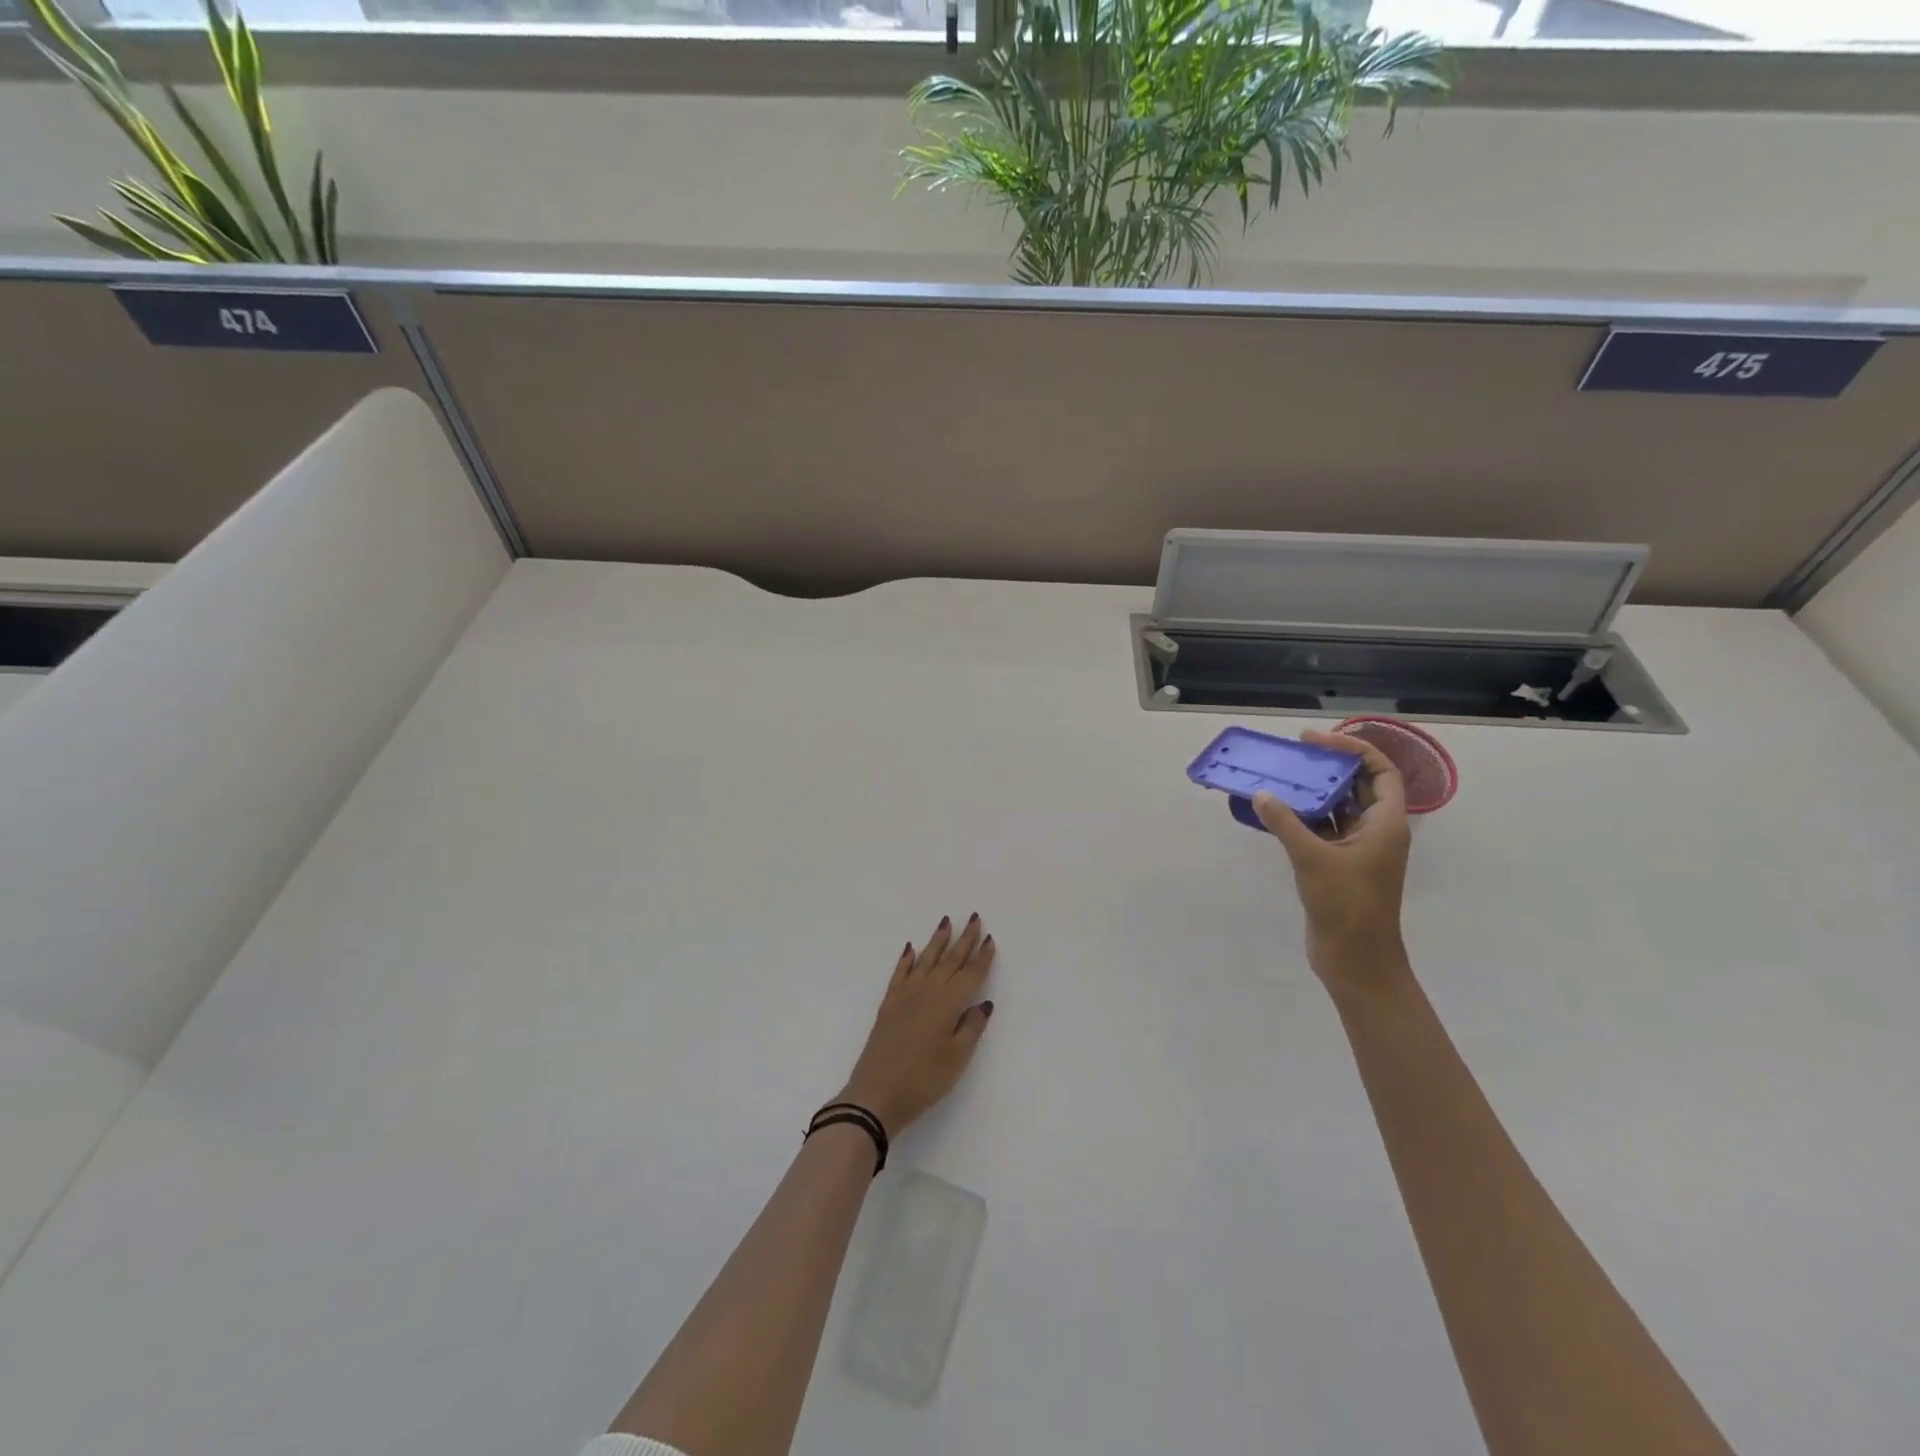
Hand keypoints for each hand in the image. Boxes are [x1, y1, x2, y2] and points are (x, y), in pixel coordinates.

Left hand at [836, 915, 995, 1135]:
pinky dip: (907, 958)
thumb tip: (982, 1003)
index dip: (981, 957)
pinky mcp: (889, 1004)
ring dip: (937, 940)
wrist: (876, 1094)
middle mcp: (928, 991)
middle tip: (972, 917)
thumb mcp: (957, 1058)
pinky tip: (911, 948)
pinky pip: (900, 972)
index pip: (970, 974)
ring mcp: (905, 995)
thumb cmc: (924, 1080)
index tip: (989, 937)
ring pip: (926, 959)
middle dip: (963, 939)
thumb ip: (971, 1027)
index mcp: (948, 1003)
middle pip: (950, 960)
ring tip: (945, 921)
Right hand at [1253, 731, 1412, 996]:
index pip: (1380, 772)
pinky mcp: (1339, 866)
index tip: (1317, 741)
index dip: (1353, 750)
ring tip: (1281, 778)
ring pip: (1338, 809)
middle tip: (1295, 755)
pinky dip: (1302, 819)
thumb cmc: (1347, 905)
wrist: (1356, 959)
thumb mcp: (1313, 858)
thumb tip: (1261, 793)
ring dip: (1313, 794)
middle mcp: (1376, 831)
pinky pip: (1323, 831)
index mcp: (1386, 824)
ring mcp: (1359, 850)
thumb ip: (1286, 823)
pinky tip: (1275, 812)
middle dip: (1329, 768)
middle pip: (1358, 787)